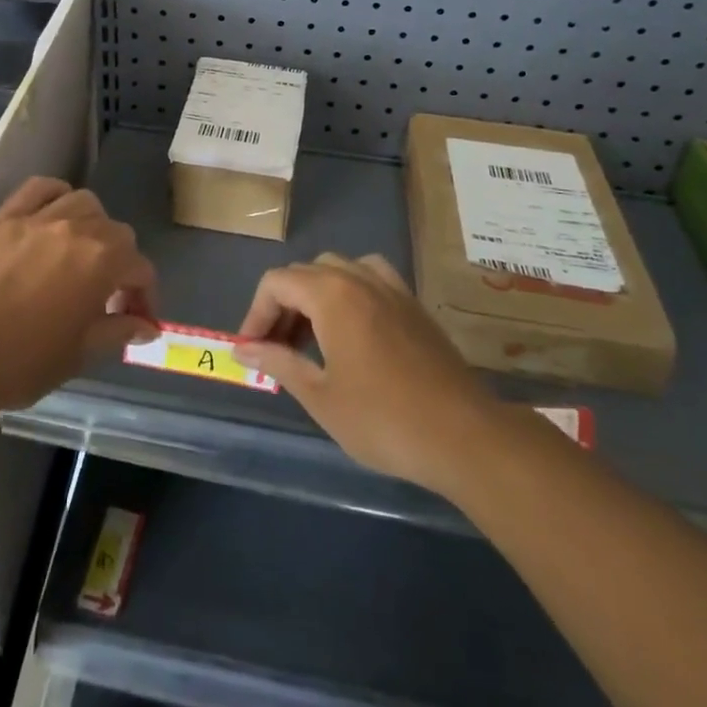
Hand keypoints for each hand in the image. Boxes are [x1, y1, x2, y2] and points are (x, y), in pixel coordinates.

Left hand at [0, 177, 158, 413]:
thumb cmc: (19, 362)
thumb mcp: (79, 354)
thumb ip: (117, 332)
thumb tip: (146, 325)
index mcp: (101, 263)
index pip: (140, 269)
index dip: (145, 296)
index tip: (136, 321)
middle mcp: (76, 229)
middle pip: (116, 232)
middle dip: (121, 262)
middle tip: (107, 296)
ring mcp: (38, 218)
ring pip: (83, 203)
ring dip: (93, 226)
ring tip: (81, 254)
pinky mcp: (4, 216)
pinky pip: (40, 188)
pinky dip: (55, 196)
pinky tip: (53, 217)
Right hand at [232, 254, 494, 494]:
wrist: (463, 436)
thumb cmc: (383, 418)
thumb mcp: (320, 396)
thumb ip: (278, 363)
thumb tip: (243, 350)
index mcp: (331, 294)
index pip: (276, 283)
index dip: (255, 313)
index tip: (251, 350)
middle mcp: (360, 277)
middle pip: (305, 273)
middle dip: (282, 306)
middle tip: (276, 349)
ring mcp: (392, 288)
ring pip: (338, 270)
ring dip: (315, 295)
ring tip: (310, 337)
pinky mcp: (414, 305)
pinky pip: (371, 278)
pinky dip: (350, 292)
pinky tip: (352, 328)